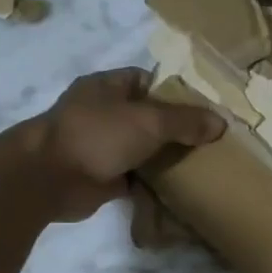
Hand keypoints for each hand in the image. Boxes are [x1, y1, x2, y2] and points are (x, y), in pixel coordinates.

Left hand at [20, 68, 223, 221]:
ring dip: (167, 159)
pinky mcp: (103, 177)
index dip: (177, 93)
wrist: (50, 178)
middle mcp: (104, 113)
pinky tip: (181, 191)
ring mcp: (102, 146)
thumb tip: (221, 123)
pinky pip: (137, 178)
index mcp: (109, 87)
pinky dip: (154, 185)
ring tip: (202, 167)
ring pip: (144, 149)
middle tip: (211, 143)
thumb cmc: (97, 135)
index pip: (149, 81)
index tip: (206, 110)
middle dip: (177, 130)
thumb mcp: (149, 120)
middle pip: (149, 118)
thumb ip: (186, 121)